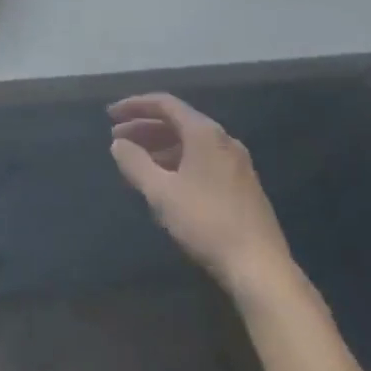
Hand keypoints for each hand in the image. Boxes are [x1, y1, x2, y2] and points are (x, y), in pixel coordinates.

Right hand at [109, 93, 294, 297]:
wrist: (260, 266)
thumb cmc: (206, 223)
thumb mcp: (162, 194)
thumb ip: (136, 164)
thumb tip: (118, 144)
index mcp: (205, 133)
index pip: (165, 104)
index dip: (135, 106)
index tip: (110, 114)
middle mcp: (223, 139)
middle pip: (178, 122)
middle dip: (145, 128)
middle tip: (117, 139)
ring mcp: (236, 162)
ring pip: (190, 143)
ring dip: (160, 147)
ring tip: (135, 162)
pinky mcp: (241, 184)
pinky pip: (202, 160)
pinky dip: (178, 162)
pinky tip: (164, 182)